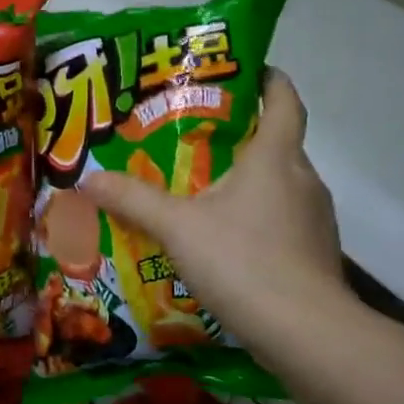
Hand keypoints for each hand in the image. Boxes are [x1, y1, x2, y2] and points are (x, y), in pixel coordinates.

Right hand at [82, 72, 347, 356]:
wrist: (306, 333)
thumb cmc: (243, 261)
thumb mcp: (177, 227)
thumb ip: (133, 200)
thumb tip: (87, 178)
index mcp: (276, 157)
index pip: (284, 101)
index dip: (269, 80)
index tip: (249, 70)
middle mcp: (304, 180)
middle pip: (279, 144)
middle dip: (243, 136)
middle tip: (197, 139)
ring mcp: (315, 220)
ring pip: (280, 186)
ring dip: (249, 182)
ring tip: (205, 192)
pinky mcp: (316, 254)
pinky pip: (284, 221)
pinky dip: (257, 219)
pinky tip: (226, 242)